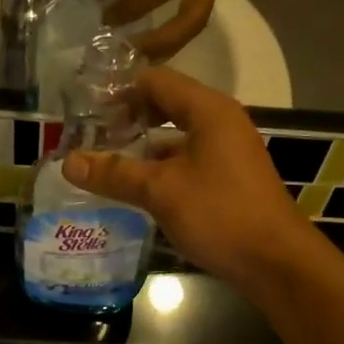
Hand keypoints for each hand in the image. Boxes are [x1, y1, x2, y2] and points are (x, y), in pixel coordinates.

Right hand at [60, 67, 313, 286]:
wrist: (276, 262)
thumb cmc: (220, 214)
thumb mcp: (161, 191)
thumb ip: (115, 174)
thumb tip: (68, 162)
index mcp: (209, 110)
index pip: (156, 81)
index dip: (119, 91)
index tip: (84, 110)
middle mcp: (221, 122)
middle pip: (167, 106)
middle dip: (128, 120)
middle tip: (89, 137)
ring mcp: (228, 152)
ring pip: (176, 139)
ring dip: (142, 148)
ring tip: (105, 164)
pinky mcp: (229, 180)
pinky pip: (187, 162)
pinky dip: (161, 170)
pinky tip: (136, 190)